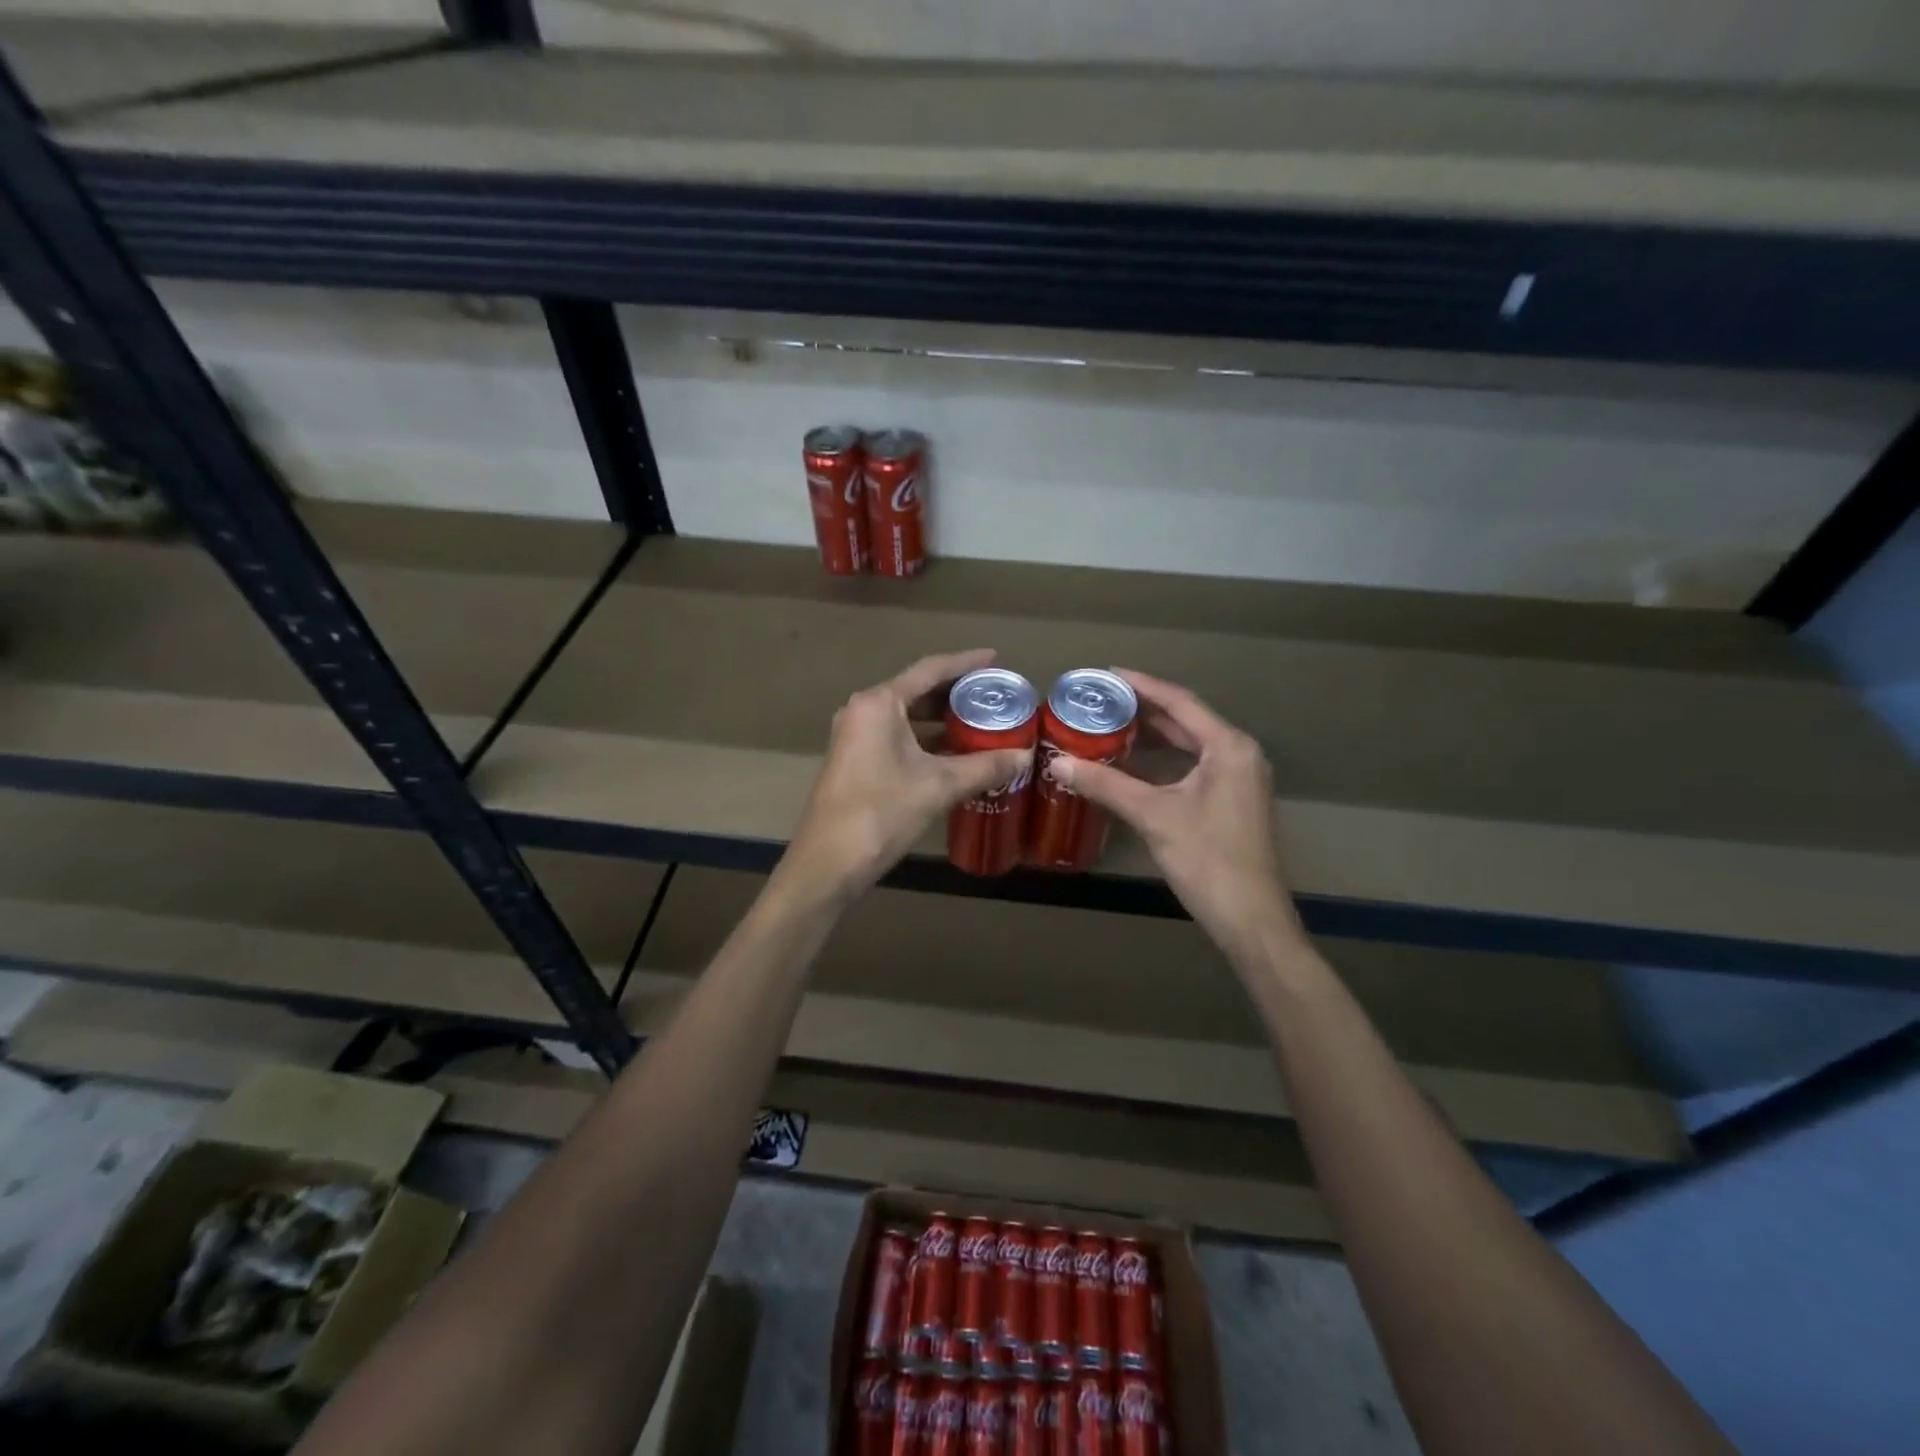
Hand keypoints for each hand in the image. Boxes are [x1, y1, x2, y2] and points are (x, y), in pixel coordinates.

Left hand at [778, 650, 1033, 905]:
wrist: (829, 862)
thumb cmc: (882, 812)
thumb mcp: (939, 786)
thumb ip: (984, 767)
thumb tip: (1025, 756)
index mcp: (879, 703)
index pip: (929, 670)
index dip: (965, 663)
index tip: (995, 659)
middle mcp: (862, 710)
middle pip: (916, 690)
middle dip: (955, 693)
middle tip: (993, 696)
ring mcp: (854, 736)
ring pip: (906, 716)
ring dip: (940, 719)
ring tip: (980, 722)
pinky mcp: (854, 760)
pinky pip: (895, 736)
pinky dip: (924, 739)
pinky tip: (953, 753)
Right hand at [1046, 669, 1303, 962]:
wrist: (1250, 919)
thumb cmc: (1207, 860)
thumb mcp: (1153, 816)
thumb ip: (1105, 784)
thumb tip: (1056, 762)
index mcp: (1229, 747)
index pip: (1180, 702)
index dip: (1143, 685)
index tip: (1107, 674)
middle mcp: (1239, 754)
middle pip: (1187, 720)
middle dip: (1144, 709)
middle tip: (1102, 700)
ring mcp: (1239, 778)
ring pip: (1190, 744)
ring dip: (1153, 735)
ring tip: (1110, 724)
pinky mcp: (1233, 800)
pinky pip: (1194, 765)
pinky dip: (1163, 761)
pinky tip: (1133, 764)